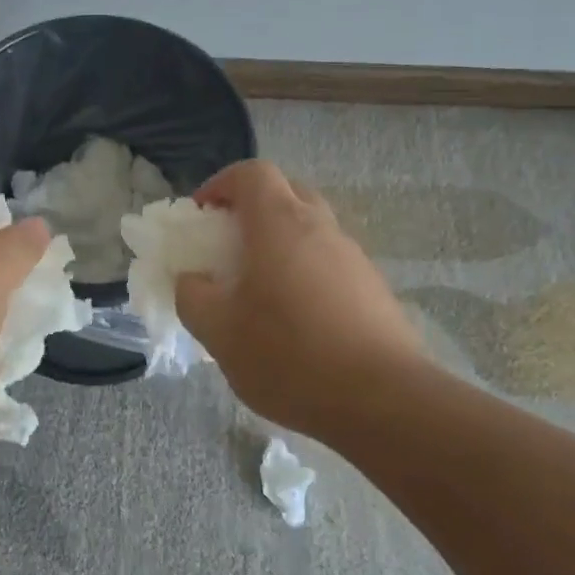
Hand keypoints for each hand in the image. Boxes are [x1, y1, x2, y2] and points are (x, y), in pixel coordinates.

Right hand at [176, 160, 420, 439]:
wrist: (383, 400)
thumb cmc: (289, 355)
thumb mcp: (219, 332)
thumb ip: (193, 296)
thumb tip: (192, 280)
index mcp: (279, 224)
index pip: (251, 173)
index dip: (221, 184)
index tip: (201, 215)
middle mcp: (321, 227)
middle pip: (286, 192)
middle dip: (252, 208)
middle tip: (229, 246)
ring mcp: (353, 257)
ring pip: (311, 228)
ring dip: (280, 243)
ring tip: (259, 290)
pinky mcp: (374, 288)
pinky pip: (330, 262)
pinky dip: (306, 271)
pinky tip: (297, 321)